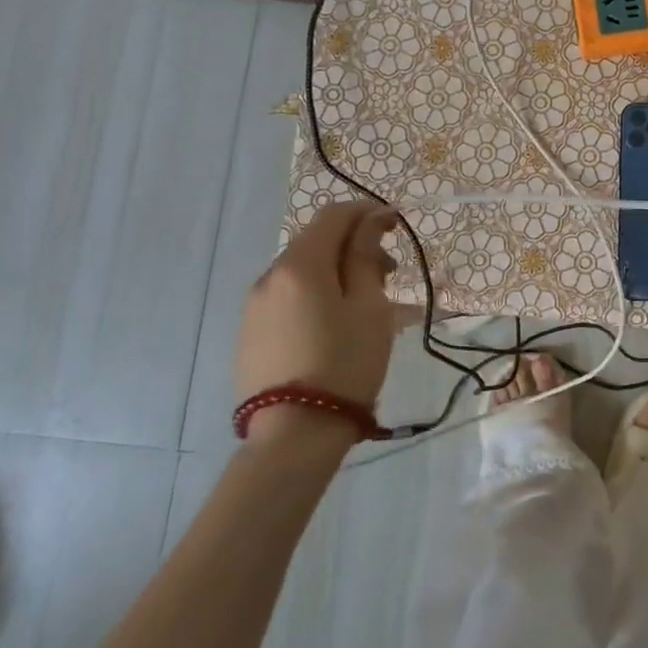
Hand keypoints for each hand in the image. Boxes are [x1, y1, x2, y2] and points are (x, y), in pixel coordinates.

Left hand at [235, 201, 412, 418]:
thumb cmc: (345, 363)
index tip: (397, 226)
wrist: (294, 434)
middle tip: (390, 273)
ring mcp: (254, 307)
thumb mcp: (368, 307)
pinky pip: (289, 298)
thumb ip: (366, 258)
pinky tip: (337, 325)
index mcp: (300, 265)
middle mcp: (269, 277)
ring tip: (367, 303)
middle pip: (316, 242)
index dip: (367, 212)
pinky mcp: (250, 333)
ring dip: (337, 272)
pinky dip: (317, 295)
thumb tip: (370, 220)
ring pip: (302, 272)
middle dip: (355, 246)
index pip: (334, 216)